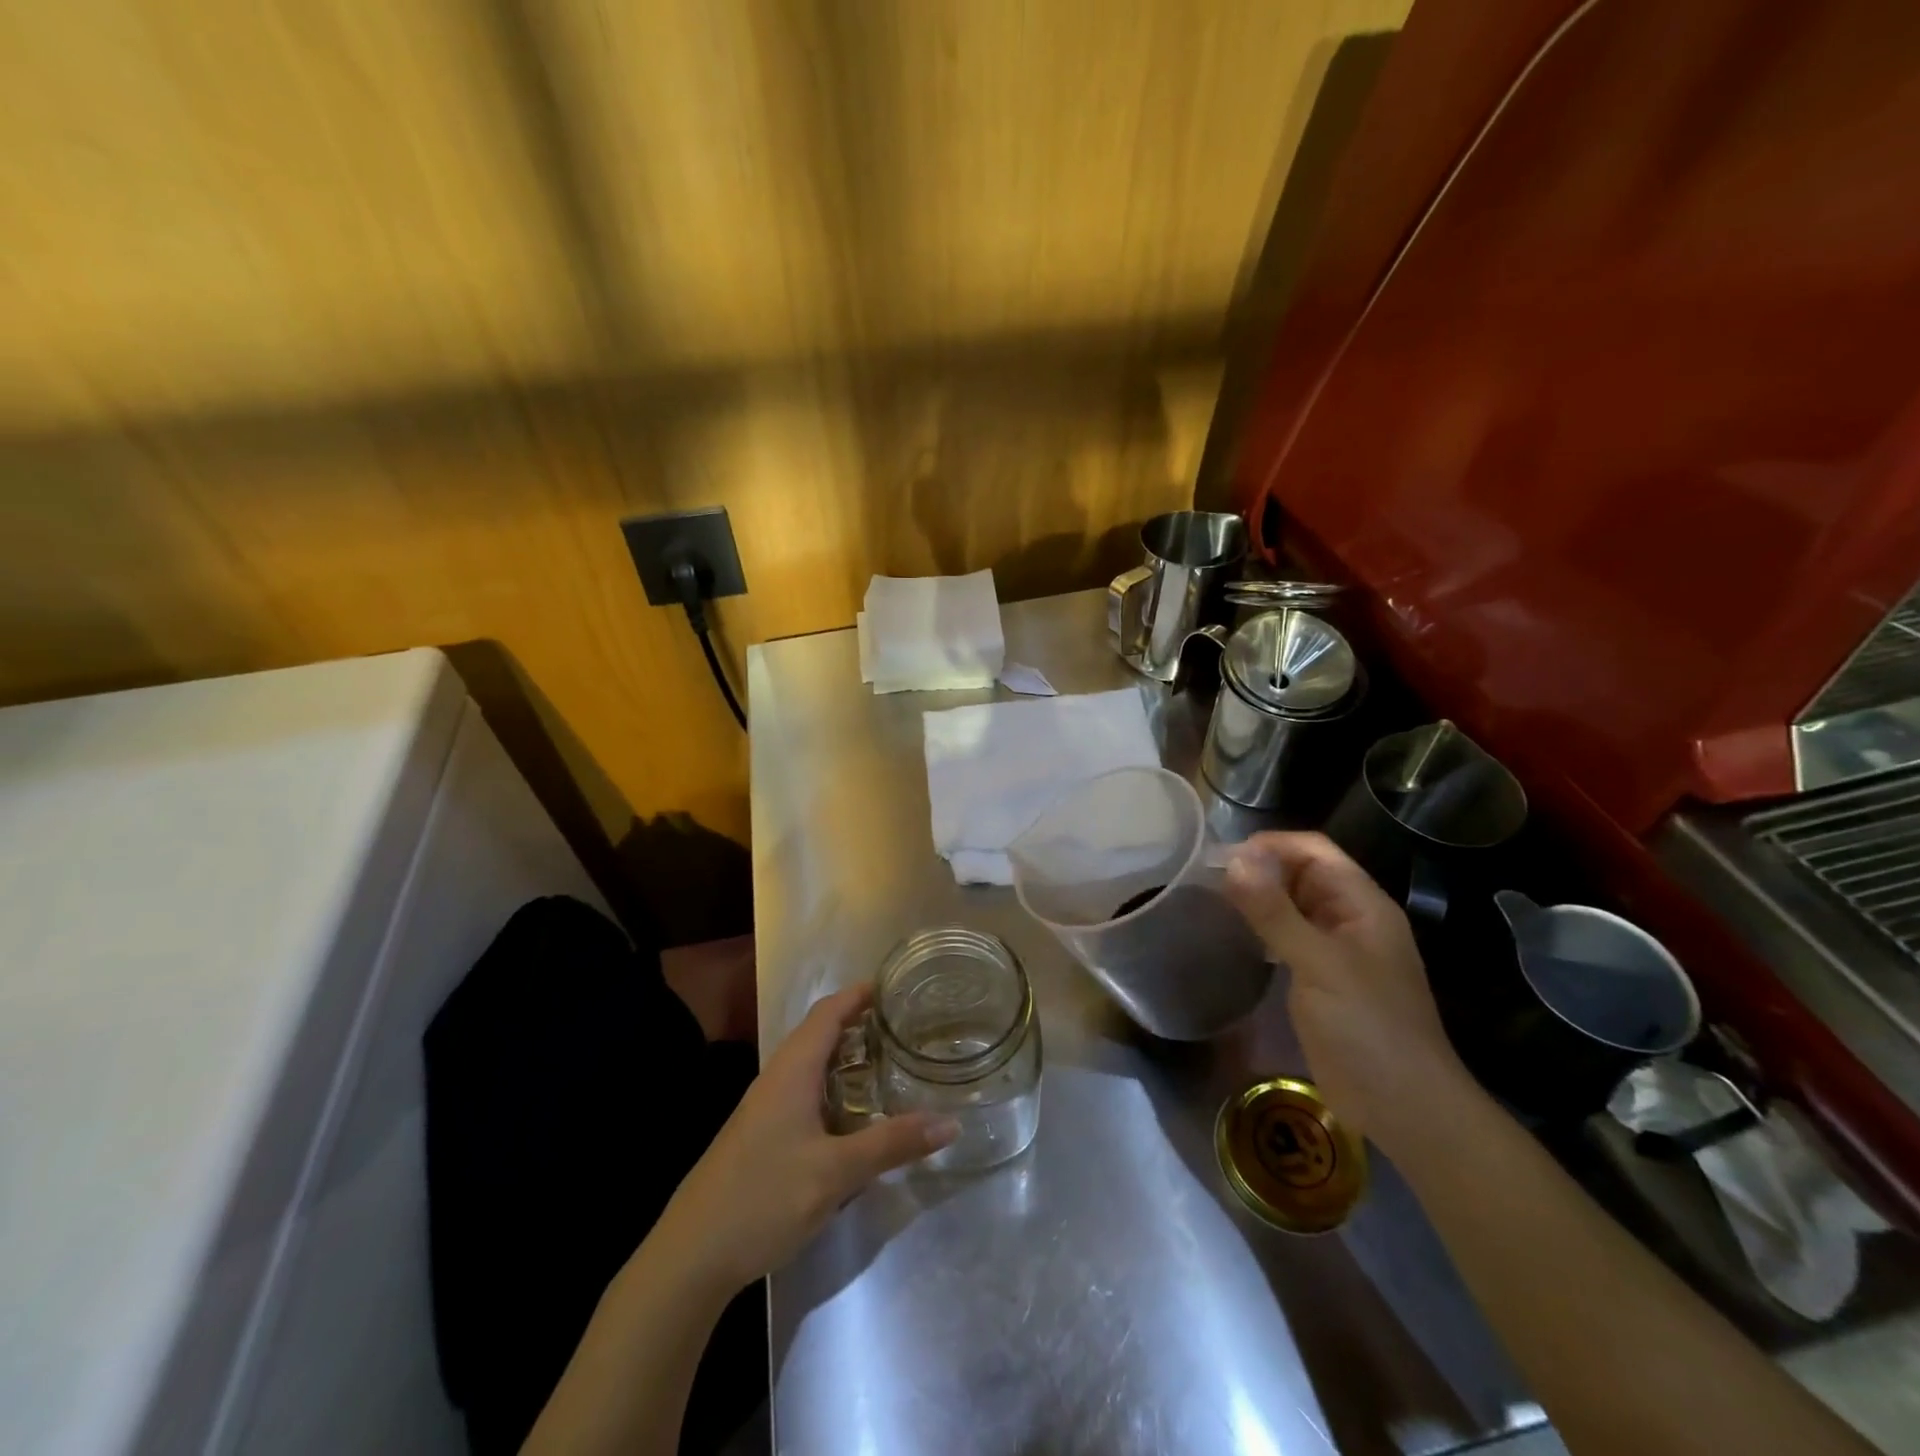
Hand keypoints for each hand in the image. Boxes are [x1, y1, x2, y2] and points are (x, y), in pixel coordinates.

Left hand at [653, 986, 958, 1294]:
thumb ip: (891, 1144)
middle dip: (860, 1023)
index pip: (828, 1011)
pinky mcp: (761, 1135)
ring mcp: (765, 1107)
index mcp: (792, 1070)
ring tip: (889, 1062)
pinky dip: (834, 1087)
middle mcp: (777, 1078)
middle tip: (905, 1026)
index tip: (897, 986)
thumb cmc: (763, 1198)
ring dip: (846, 1056)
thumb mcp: (835, 1173)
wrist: (690, 1257)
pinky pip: (804, 1092)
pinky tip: (854, 1113)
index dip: (860, 994)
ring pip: (811, 1065)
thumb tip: (950, 1123)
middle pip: (820, 1033)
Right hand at [1225, 832, 1468, 1149]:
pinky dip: (1261, 929)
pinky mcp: (1321, 980)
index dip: (1270, 846)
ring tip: (1211, 901)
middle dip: (1259, 869)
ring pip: (1292, 906)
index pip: (1314, 850)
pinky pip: (1287, 939)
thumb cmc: (1368, 1028)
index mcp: (1363, 905)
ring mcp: (1336, 951)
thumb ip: (1274, 912)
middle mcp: (1350, 920)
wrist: (1404, 1109)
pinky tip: (1234, 936)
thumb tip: (1231, 860)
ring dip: (1257, 898)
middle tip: (1206, 879)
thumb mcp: (1319, 964)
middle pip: (1302, 874)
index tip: (1221, 857)